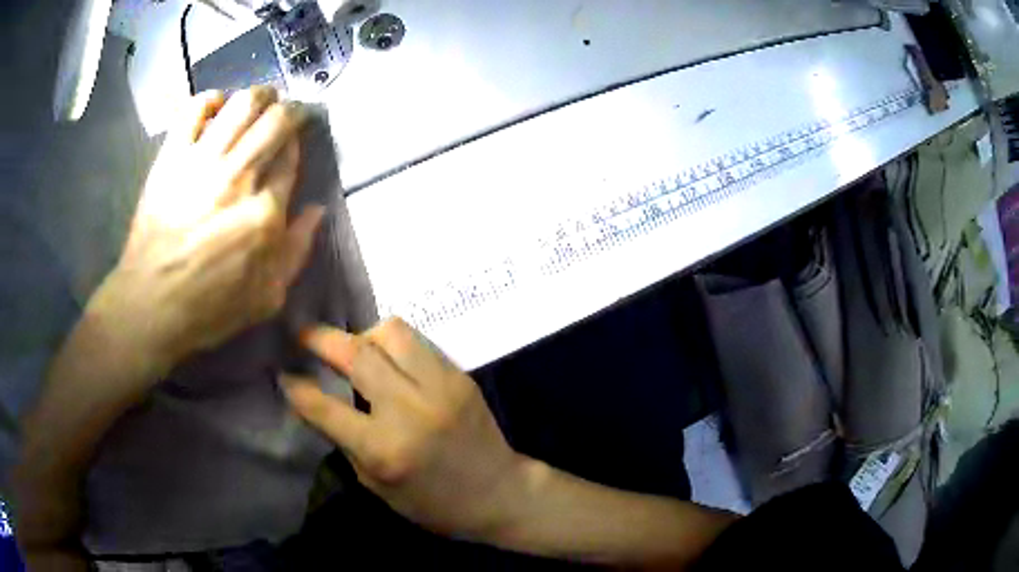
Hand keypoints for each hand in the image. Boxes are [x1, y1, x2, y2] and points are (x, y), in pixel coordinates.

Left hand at [96, 87, 322, 374]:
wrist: (149, 306)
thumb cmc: (208, 308)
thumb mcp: (266, 298)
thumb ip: (297, 251)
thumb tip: (317, 209)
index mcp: (265, 213)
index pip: (291, 158)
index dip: (297, 142)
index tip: (295, 141)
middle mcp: (239, 177)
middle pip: (275, 121)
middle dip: (289, 109)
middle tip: (286, 111)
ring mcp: (202, 163)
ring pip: (242, 104)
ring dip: (259, 94)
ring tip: (260, 99)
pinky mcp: (171, 158)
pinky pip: (194, 110)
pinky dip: (209, 99)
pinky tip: (216, 107)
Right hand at [282, 319, 524, 539]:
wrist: (499, 493)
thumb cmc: (433, 503)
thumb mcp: (377, 485)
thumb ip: (345, 440)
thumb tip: (316, 402)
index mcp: (384, 449)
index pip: (324, 407)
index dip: (296, 386)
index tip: (282, 372)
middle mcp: (409, 410)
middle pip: (356, 354)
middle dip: (320, 338)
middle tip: (304, 336)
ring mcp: (439, 387)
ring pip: (390, 332)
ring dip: (362, 335)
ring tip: (354, 350)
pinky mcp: (459, 375)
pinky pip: (418, 342)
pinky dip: (393, 344)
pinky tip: (387, 360)